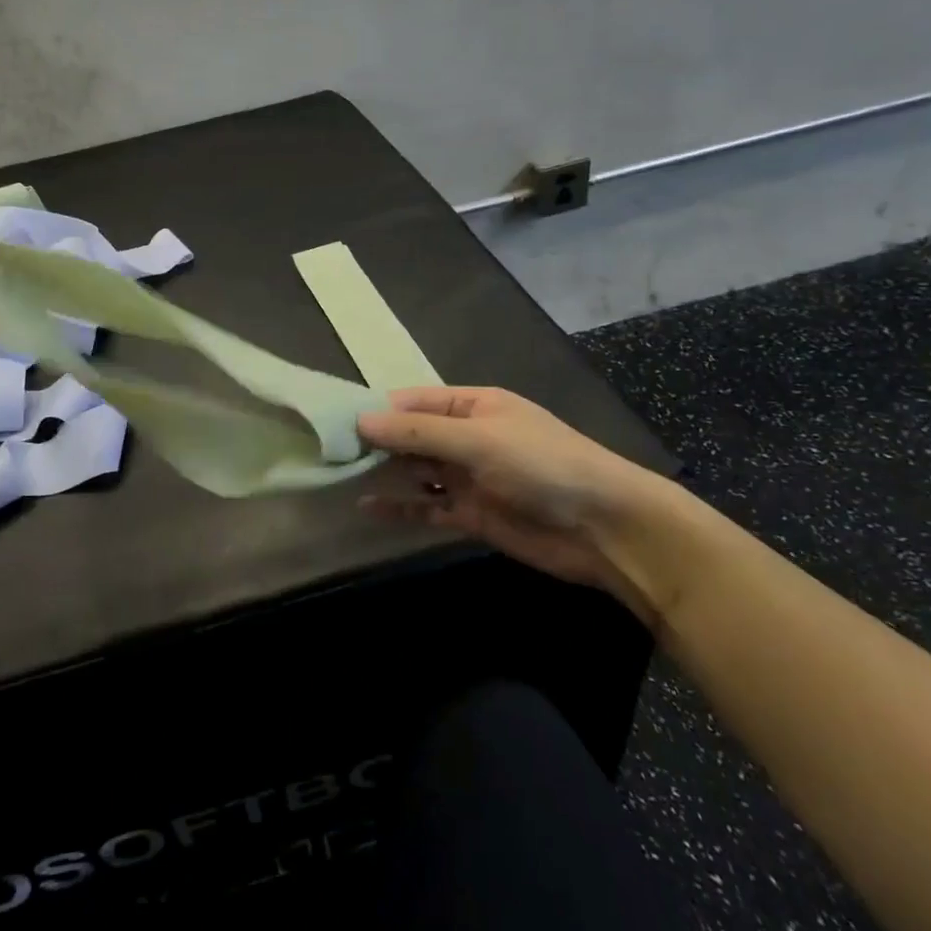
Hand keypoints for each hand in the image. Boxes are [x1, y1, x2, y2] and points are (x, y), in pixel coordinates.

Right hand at [357, 386, 686, 623]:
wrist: (604, 529)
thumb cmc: (542, 465)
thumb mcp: (478, 440)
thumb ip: (418, 433)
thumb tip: (360, 422)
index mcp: (473, 405)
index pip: (414, 401)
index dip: (377, 410)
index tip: (333, 421)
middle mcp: (467, 437)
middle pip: (411, 436)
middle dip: (375, 442)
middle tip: (326, 451)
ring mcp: (469, 477)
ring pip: (416, 471)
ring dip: (383, 474)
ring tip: (337, 476)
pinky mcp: (472, 514)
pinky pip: (427, 507)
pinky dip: (401, 507)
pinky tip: (368, 508)